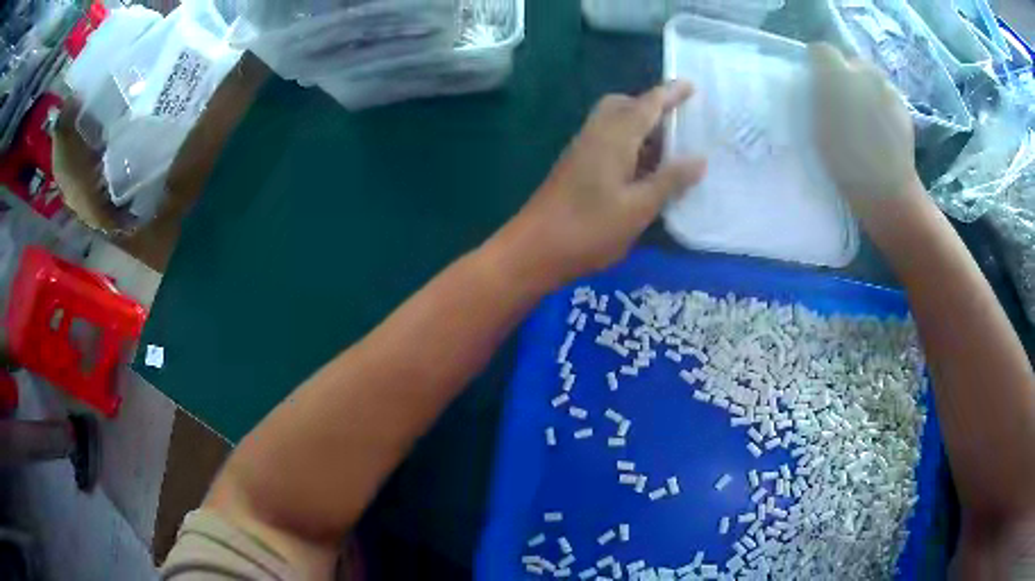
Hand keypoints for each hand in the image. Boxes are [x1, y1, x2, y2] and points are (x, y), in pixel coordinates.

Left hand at [496, 82, 706, 287]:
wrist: (533, 249)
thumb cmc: (589, 229)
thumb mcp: (638, 208)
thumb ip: (670, 181)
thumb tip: (699, 159)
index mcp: (614, 137)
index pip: (647, 105)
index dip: (670, 94)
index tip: (690, 84)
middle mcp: (596, 134)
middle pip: (624, 105)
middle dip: (651, 107)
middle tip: (678, 124)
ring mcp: (582, 149)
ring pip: (614, 123)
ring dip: (640, 126)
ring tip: (668, 148)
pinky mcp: (575, 165)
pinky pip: (607, 140)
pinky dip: (628, 143)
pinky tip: (643, 169)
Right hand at [810, 44, 917, 208]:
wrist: (888, 191)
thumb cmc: (846, 161)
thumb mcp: (817, 125)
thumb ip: (817, 93)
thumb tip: (818, 79)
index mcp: (837, 73)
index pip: (821, 50)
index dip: (817, 66)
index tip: (818, 86)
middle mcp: (864, 71)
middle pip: (849, 61)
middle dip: (845, 75)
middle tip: (843, 103)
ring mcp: (887, 88)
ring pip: (870, 77)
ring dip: (865, 88)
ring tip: (865, 117)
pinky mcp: (903, 106)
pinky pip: (887, 94)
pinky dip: (882, 104)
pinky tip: (881, 128)